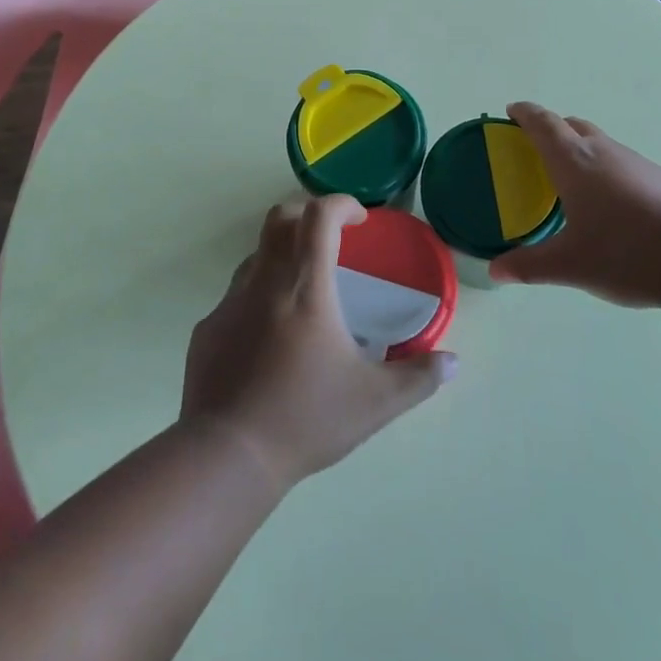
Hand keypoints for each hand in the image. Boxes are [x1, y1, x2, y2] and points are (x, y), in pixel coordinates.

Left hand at [182, 196, 455, 490]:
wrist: (227, 456)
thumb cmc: (306, 418)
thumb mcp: (375, 402)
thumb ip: (418, 378)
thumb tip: (452, 363)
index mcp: (306, 286)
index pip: (319, 216)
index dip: (341, 204)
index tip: (360, 220)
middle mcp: (265, 281)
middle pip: (280, 218)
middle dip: (307, 214)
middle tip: (331, 238)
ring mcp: (230, 302)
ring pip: (256, 255)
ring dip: (282, 256)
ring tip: (303, 291)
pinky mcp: (208, 328)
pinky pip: (235, 296)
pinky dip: (258, 298)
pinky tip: (269, 339)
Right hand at [490, 102, 660, 308]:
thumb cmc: (629, 252)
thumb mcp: (571, 265)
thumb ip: (529, 266)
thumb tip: (495, 271)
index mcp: (575, 161)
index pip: (542, 123)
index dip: (524, 113)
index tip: (510, 111)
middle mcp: (604, 152)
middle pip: (572, 126)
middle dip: (550, 130)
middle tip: (532, 151)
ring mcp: (637, 163)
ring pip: (599, 144)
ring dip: (579, 151)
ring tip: (568, 183)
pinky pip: (620, 163)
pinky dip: (603, 171)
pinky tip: (609, 207)